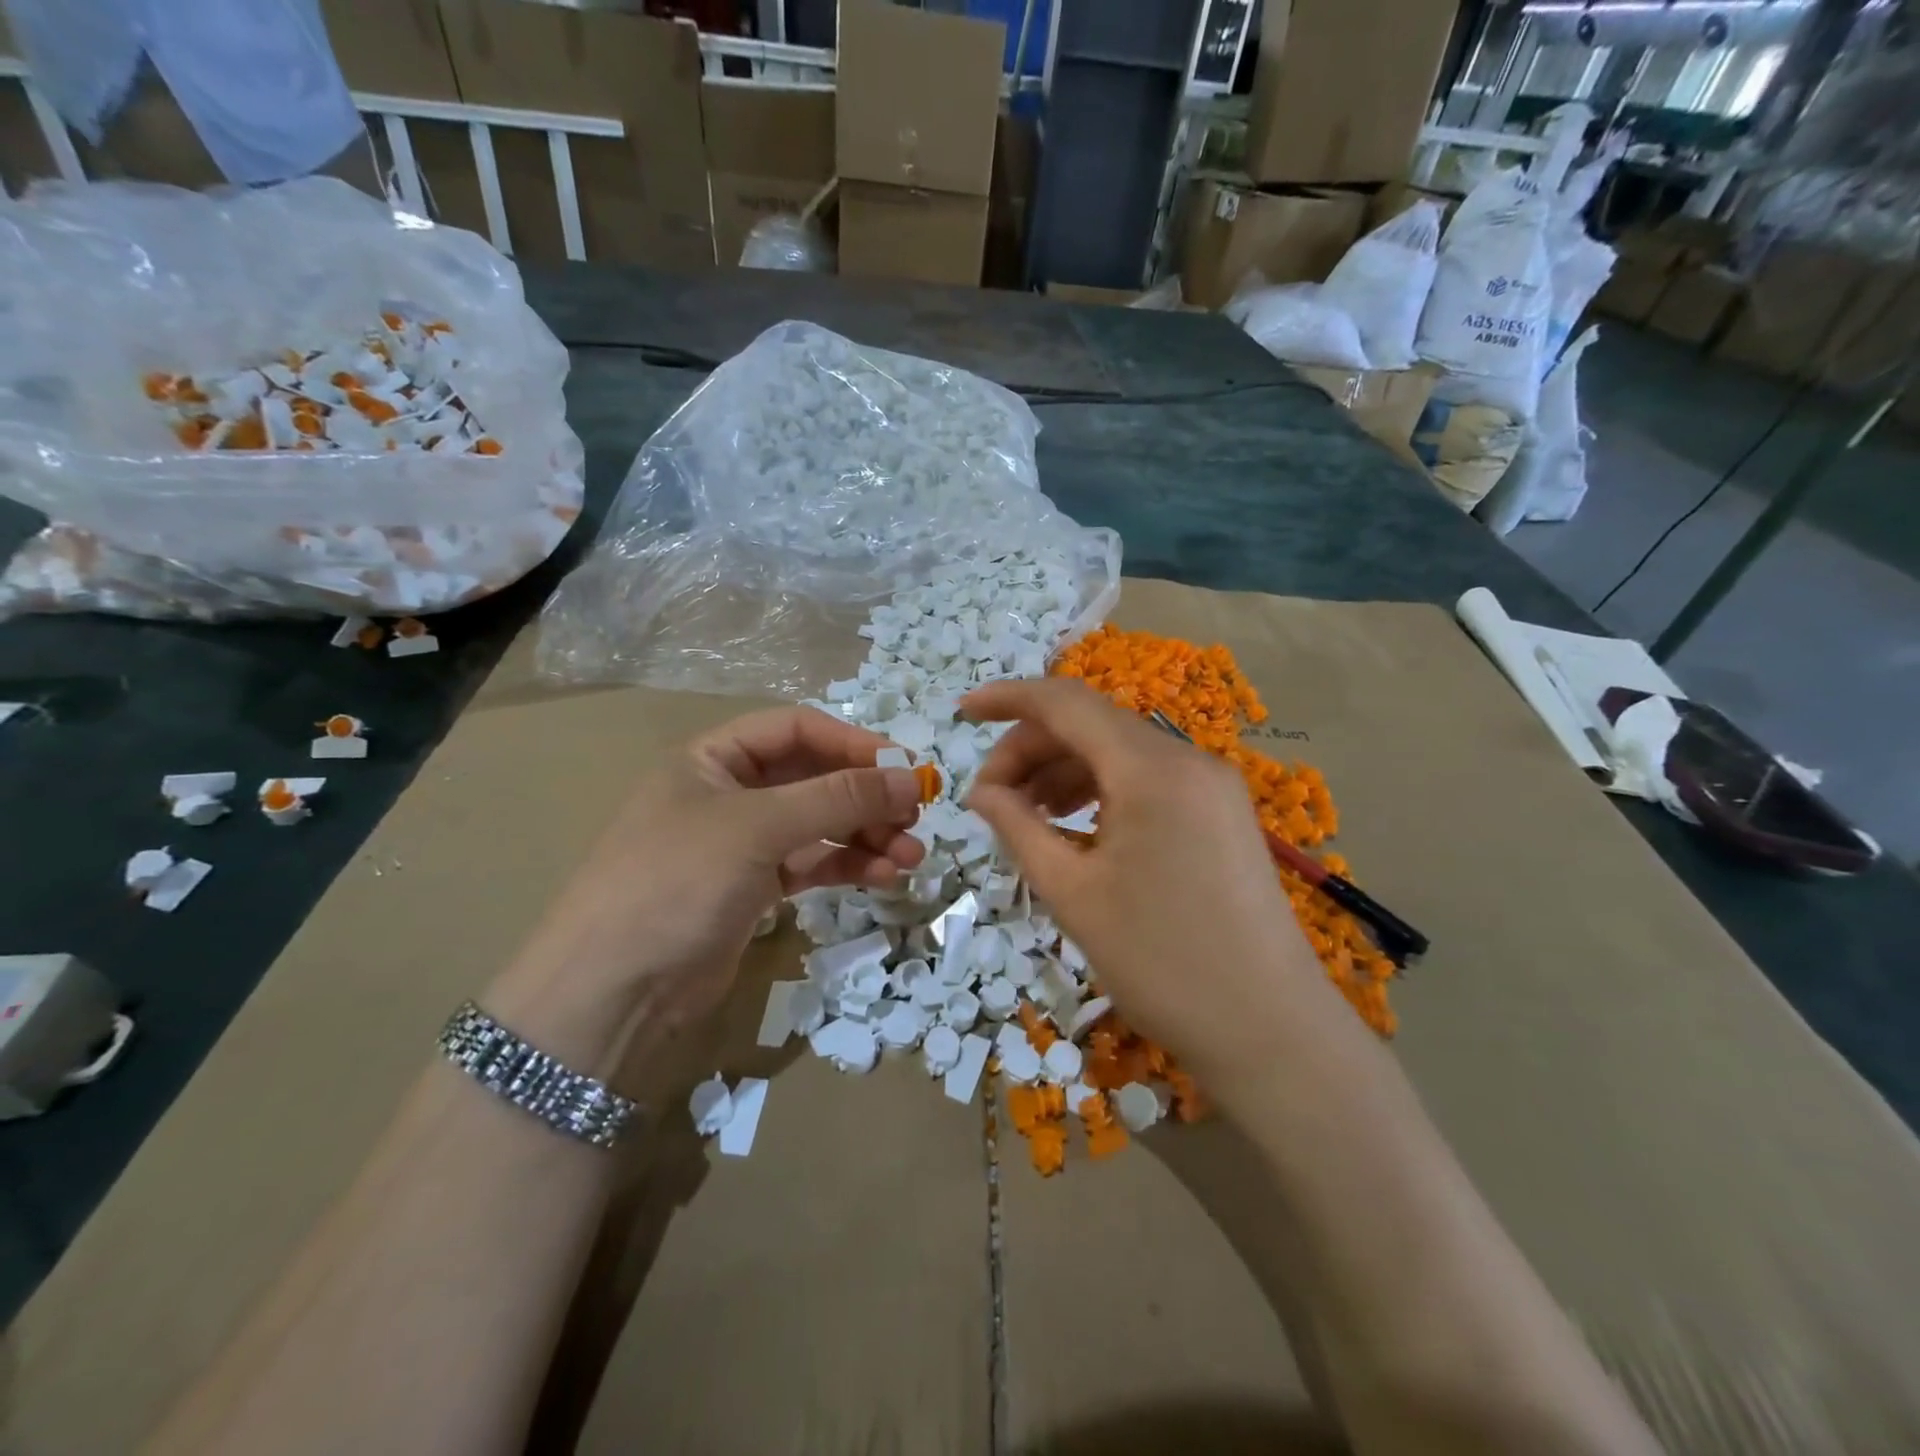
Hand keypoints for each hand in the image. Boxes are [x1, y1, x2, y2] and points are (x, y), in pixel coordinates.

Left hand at [488, 707, 924, 1079]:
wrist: (613, 994)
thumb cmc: (677, 883)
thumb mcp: (758, 827)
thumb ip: (838, 798)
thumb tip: (911, 778)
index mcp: (714, 758)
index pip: (797, 729)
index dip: (854, 743)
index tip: (906, 768)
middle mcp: (729, 792)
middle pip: (814, 777)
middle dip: (867, 795)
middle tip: (916, 816)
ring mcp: (743, 843)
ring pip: (821, 823)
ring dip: (867, 835)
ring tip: (911, 856)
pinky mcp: (755, 888)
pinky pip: (813, 863)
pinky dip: (849, 865)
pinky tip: (884, 876)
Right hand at [962, 679, 1338, 1084]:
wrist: (1271, 1031)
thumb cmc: (1161, 963)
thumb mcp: (1073, 894)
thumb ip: (1019, 828)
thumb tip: (982, 792)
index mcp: (1151, 769)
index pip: (1066, 703)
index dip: (1008, 698)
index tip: (962, 712)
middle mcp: (1187, 759)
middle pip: (1092, 725)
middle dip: (1031, 749)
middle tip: (990, 799)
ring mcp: (1211, 786)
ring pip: (1119, 753)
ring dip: (1064, 771)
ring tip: (1026, 816)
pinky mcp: (1221, 814)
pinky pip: (1147, 781)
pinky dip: (1101, 791)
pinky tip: (1074, 827)